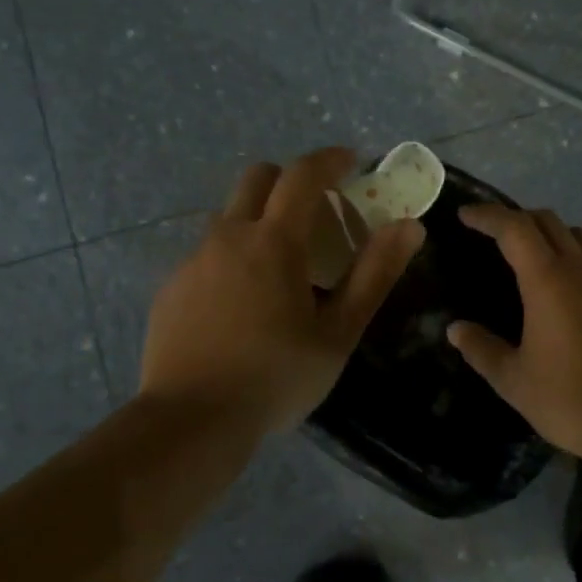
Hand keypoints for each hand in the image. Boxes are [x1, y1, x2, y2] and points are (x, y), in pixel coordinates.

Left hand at [139, 148, 425, 435]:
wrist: (190, 421)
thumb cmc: (276, 377)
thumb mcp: (338, 332)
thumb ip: (374, 274)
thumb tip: (410, 227)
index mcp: (274, 242)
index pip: (302, 175)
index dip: (329, 160)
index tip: (351, 161)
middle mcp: (228, 237)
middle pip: (257, 178)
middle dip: (289, 180)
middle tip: (316, 211)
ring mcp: (193, 261)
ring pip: (229, 216)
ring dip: (259, 218)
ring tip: (280, 265)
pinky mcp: (172, 288)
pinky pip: (207, 253)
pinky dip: (232, 256)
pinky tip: (241, 303)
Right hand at [448, 205, 581, 459]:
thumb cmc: (570, 399)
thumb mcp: (513, 380)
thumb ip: (481, 349)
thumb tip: (455, 329)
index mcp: (547, 279)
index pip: (513, 227)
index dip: (487, 216)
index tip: (465, 214)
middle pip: (548, 221)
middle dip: (517, 218)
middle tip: (495, 234)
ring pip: (580, 238)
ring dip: (552, 235)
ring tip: (534, 257)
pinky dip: (579, 263)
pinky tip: (572, 294)